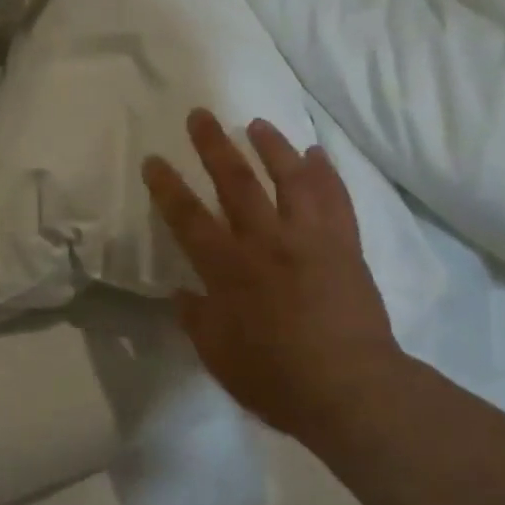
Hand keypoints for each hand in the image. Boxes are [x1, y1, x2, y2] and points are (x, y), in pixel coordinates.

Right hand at [143, 110, 402, 442]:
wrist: (350, 389)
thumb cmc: (276, 379)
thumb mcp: (219, 357)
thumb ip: (196, 319)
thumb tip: (180, 292)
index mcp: (229, 270)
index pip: (188, 218)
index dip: (167, 187)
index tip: (154, 160)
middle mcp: (267, 242)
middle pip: (235, 182)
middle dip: (213, 146)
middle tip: (200, 115)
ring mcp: (310, 239)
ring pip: (289, 179)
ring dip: (271, 146)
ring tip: (257, 123)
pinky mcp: (345, 245)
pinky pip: (336, 199)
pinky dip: (326, 173)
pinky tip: (316, 154)